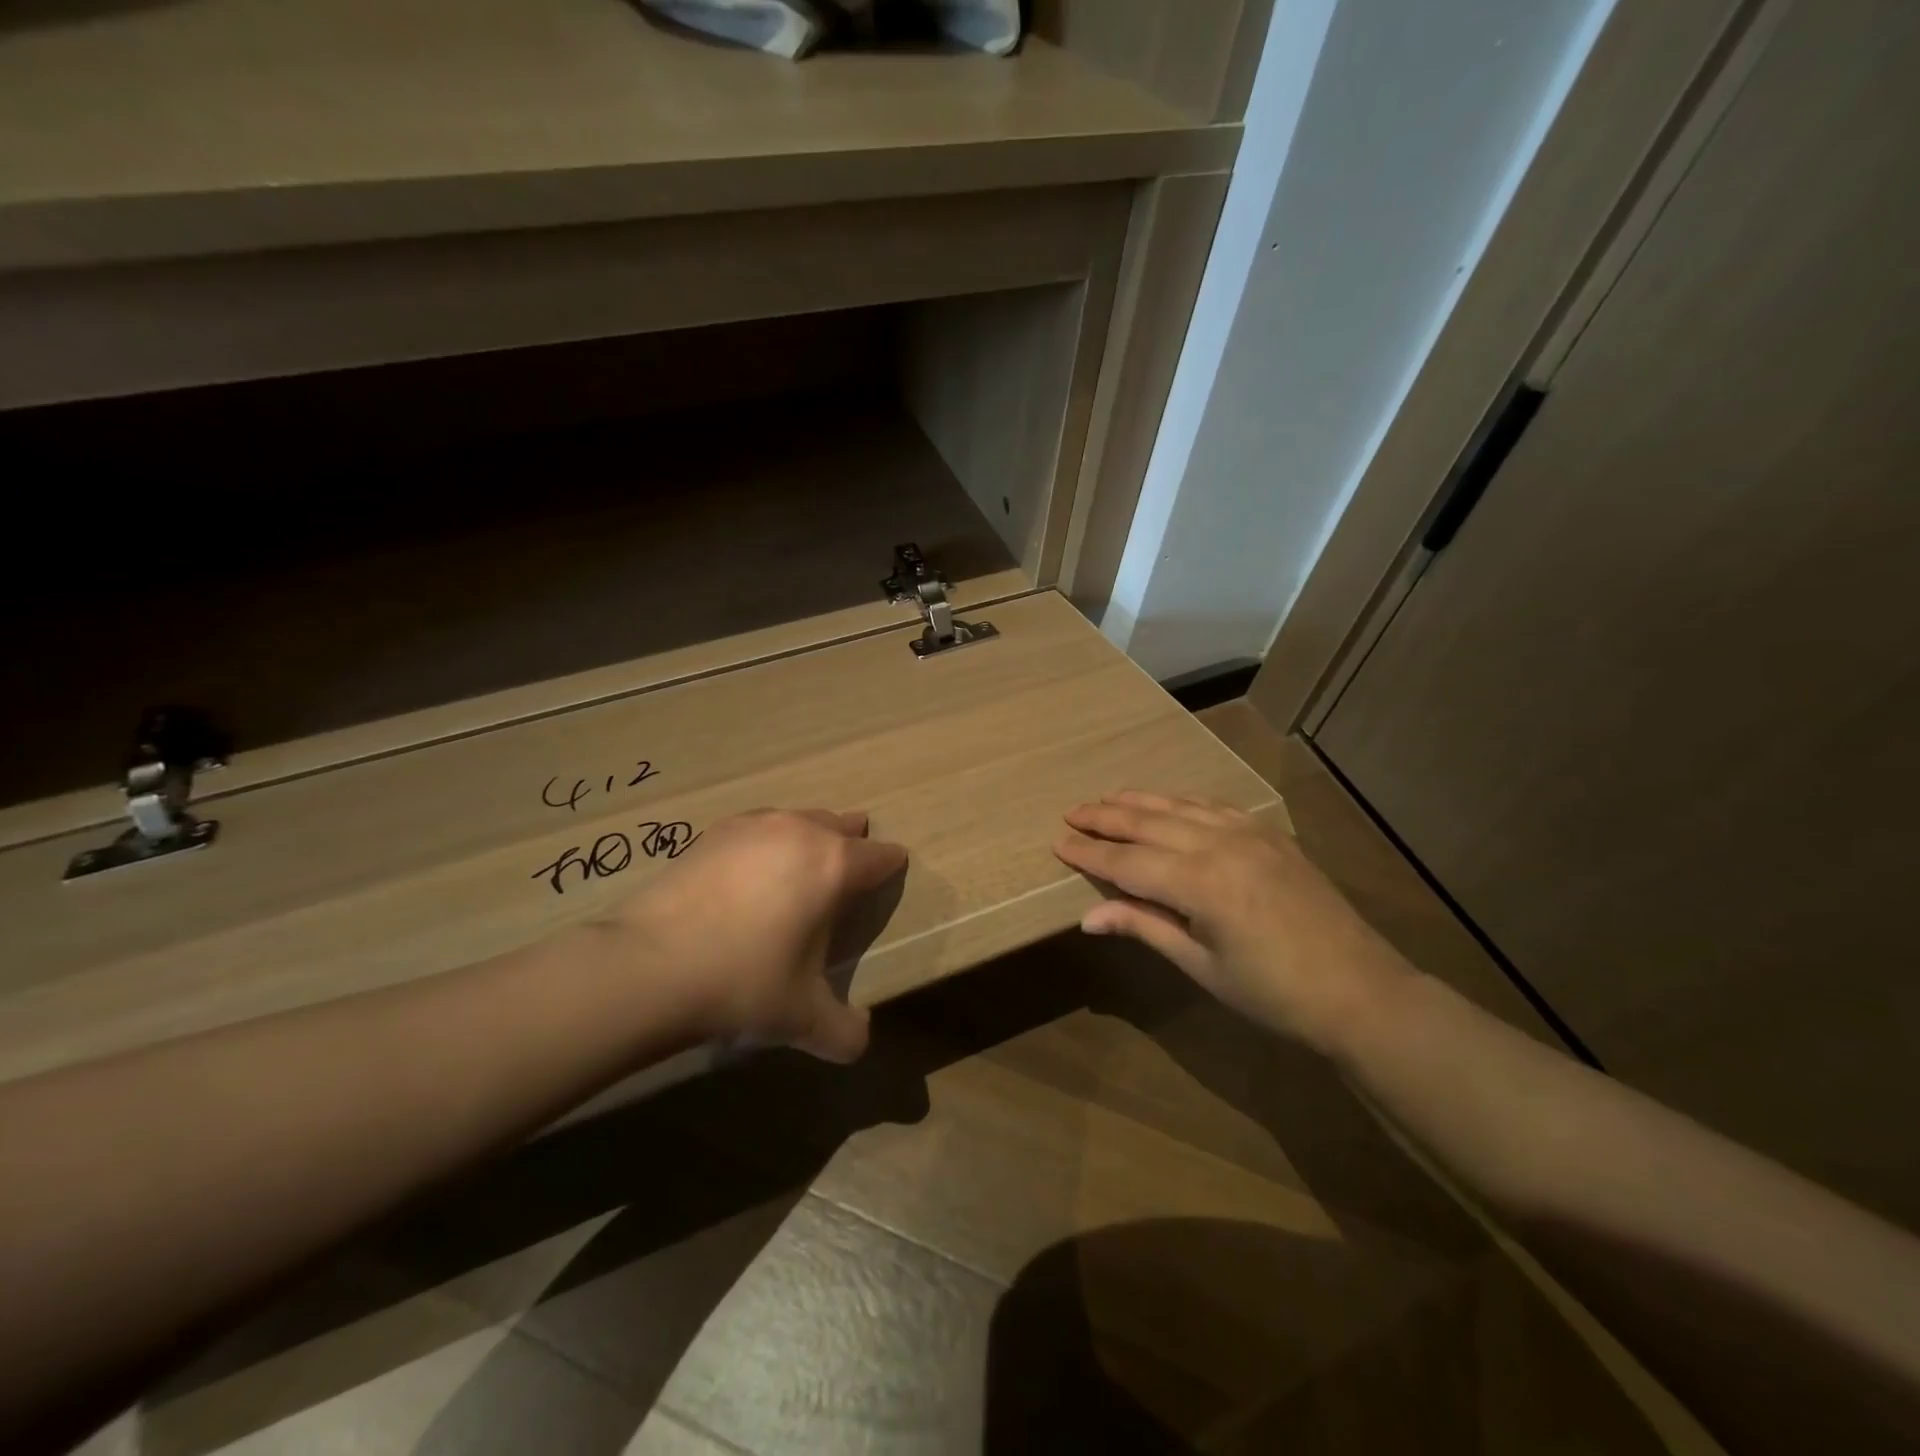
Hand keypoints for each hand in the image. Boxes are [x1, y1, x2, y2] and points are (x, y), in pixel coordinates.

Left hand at [590, 809, 906, 1062]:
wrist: (649, 966)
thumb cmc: (742, 984)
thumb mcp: (802, 1019)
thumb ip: (845, 1032)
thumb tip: (861, 1041)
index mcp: (834, 866)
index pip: (880, 856)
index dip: (892, 864)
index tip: (895, 870)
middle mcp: (800, 832)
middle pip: (841, 824)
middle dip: (853, 840)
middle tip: (853, 861)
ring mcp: (754, 825)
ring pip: (799, 818)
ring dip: (811, 834)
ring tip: (806, 859)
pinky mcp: (715, 832)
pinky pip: (758, 825)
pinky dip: (767, 840)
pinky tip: (754, 864)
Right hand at [1054, 792, 1412, 1051]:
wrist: (1360, 991)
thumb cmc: (1273, 993)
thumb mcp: (1202, 966)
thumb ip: (1145, 927)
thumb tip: (1088, 917)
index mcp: (1201, 884)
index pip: (1128, 862)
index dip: (1090, 854)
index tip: (1057, 842)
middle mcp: (1221, 845)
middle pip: (1149, 822)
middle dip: (1106, 817)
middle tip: (1071, 812)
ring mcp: (1249, 833)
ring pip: (1180, 806)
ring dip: (1139, 801)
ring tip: (1107, 799)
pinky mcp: (1270, 834)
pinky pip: (1213, 806)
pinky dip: (1181, 801)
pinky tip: (1167, 802)